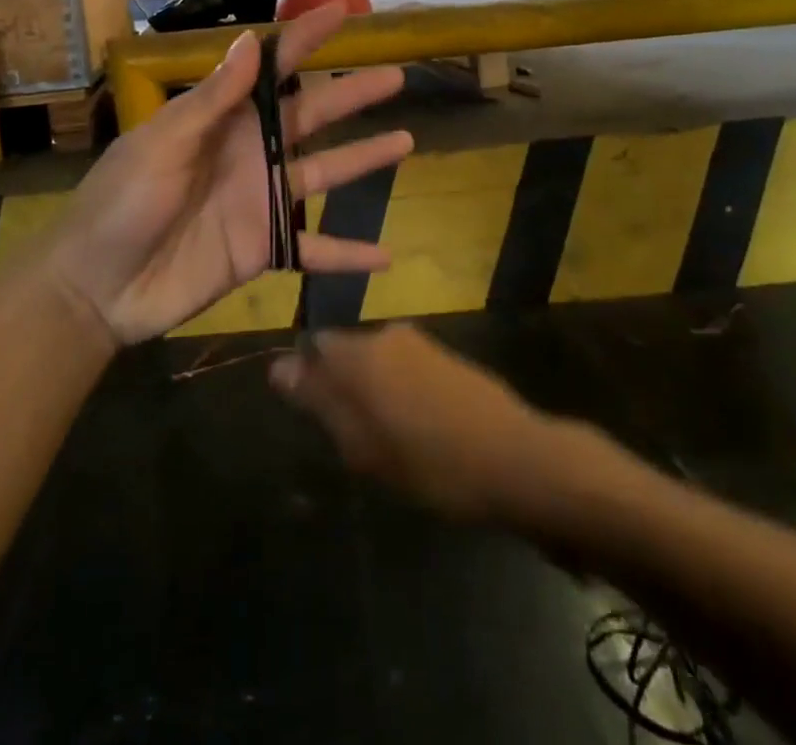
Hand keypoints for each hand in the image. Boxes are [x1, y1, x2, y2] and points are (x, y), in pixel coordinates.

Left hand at [42, 1, 413, 345]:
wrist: (98, 287)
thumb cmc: (121, 204)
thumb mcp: (162, 145)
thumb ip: (210, 101)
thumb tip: (249, 41)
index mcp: (223, 121)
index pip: (271, 70)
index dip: (305, 39)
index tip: (341, 11)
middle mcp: (250, 153)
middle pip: (311, 116)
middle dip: (352, 94)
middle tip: (397, 76)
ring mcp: (260, 201)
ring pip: (323, 174)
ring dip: (364, 160)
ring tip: (405, 141)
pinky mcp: (263, 249)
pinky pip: (314, 250)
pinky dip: (348, 254)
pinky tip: (386, 255)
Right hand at [269, 324, 557, 522]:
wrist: (517, 460)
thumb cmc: (430, 461)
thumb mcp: (362, 444)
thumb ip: (318, 401)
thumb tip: (278, 367)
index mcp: (360, 351)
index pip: (315, 345)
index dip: (309, 379)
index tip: (316, 418)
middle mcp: (387, 334)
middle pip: (347, 354)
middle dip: (343, 390)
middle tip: (354, 442)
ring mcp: (422, 343)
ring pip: (379, 363)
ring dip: (375, 395)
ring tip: (390, 445)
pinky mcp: (448, 357)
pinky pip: (407, 370)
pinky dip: (403, 395)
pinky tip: (421, 434)